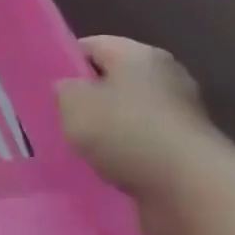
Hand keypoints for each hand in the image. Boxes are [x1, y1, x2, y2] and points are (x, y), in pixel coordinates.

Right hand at [56, 36, 219, 199]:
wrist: (190, 188)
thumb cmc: (125, 131)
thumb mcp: (73, 103)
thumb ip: (64, 89)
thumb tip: (70, 89)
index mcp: (139, 54)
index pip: (91, 46)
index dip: (64, 63)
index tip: (44, 87)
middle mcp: (165, 76)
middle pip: (112, 80)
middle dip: (86, 99)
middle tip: (58, 118)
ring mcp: (180, 114)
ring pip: (127, 114)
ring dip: (105, 130)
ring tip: (78, 147)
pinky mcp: (186, 148)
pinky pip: (143, 142)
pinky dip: (125, 152)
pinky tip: (106, 167)